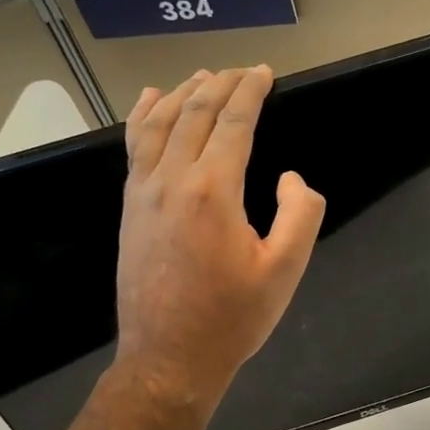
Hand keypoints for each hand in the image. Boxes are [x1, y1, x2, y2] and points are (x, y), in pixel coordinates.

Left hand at [116, 67, 324, 407]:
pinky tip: (151, 103)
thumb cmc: (232, 319)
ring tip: (201, 76)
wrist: (169, 358)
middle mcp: (172, 180)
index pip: (233, 122)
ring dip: (183, 94)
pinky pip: (135, 148)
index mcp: (213, 191)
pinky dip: (144, 118)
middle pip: (195, 113)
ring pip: (159, 124)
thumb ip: (300, 215)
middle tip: (241, 71)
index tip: (264, 73)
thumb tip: (290, 178)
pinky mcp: (130, 208)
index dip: (250, 92)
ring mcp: (144, 192)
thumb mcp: (285, 271)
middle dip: (220, 84)